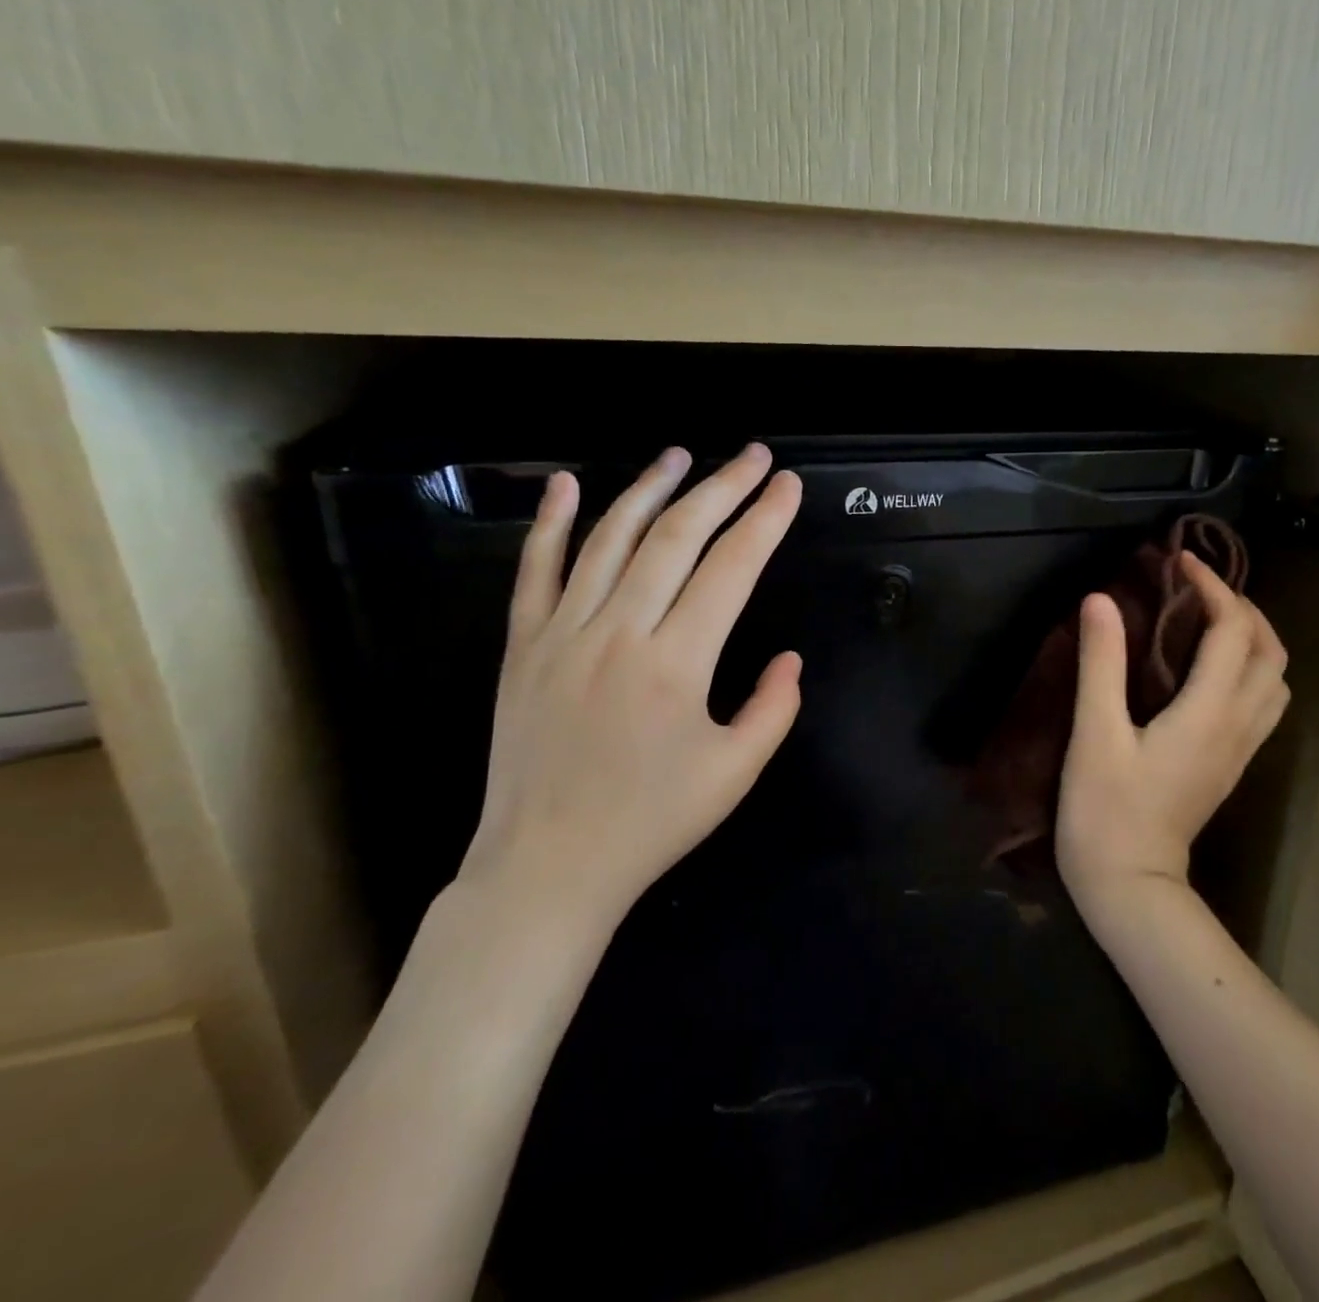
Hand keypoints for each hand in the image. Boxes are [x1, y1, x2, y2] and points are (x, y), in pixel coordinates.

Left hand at [456, 444, 803, 946]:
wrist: (547, 866)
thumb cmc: (652, 823)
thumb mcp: (736, 773)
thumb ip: (774, 708)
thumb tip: (790, 658)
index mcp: (677, 663)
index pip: (732, 568)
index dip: (766, 520)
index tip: (789, 486)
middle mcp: (620, 632)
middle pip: (677, 537)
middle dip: (723, 487)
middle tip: (755, 456)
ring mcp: (564, 634)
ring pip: (610, 539)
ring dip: (651, 489)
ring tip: (683, 455)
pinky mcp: (524, 647)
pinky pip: (535, 572)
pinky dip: (552, 523)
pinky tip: (569, 484)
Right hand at [1056, 552, 1288, 913]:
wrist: (1130, 885)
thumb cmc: (1105, 810)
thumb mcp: (1094, 733)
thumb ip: (1101, 663)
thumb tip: (1101, 599)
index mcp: (1208, 711)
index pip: (1233, 630)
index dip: (1213, 586)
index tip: (1180, 562)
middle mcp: (1237, 725)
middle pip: (1271, 651)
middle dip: (1244, 607)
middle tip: (1199, 588)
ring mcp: (1240, 749)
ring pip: (1276, 680)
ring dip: (1255, 639)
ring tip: (1212, 621)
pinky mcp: (1230, 766)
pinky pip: (1262, 704)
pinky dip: (1251, 670)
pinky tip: (1212, 670)